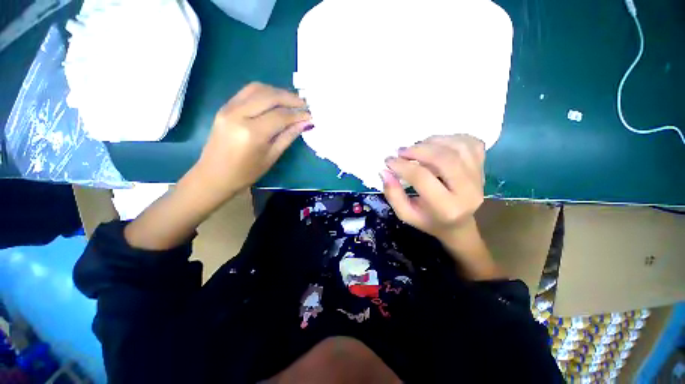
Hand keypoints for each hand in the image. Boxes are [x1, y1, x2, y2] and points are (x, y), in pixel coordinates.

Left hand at [195, 82, 310, 198]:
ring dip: (277, 92)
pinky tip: (274, 101)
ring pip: (257, 88)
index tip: (310, 115)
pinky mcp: (224, 107)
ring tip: (291, 101)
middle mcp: (238, 115)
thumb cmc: (246, 172)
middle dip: (290, 98)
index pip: (280, 116)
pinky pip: (247, 92)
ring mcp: (228, 108)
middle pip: (269, 96)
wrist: (214, 175)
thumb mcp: (271, 157)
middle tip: (304, 104)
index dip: (297, 114)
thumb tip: (305, 123)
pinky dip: (264, 93)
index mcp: (251, 133)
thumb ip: (288, 136)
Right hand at [381, 135, 484, 243]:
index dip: (402, 166)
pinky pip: (470, 143)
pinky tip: (437, 145)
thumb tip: (384, 171)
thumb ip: (393, 194)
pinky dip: (451, 138)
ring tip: (417, 147)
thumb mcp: (405, 213)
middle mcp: (469, 192)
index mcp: (447, 208)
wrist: (458, 224)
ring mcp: (479, 177)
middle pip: (444, 159)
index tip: (388, 161)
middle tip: (401, 151)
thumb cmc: (428, 220)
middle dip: (418, 150)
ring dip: (433, 141)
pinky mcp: (483, 167)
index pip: (422, 178)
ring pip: (458, 147)